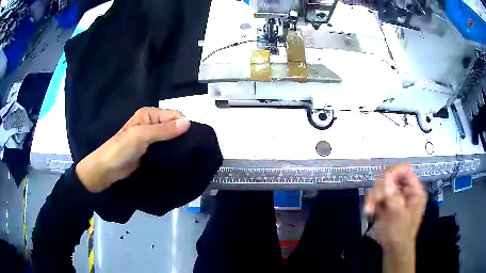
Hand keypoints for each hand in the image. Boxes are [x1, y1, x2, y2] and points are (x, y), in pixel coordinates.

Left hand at [76, 107, 190, 192]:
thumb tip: (188, 123)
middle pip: (173, 126)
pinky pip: (165, 148)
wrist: (108, 169)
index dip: (182, 125)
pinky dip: (171, 152)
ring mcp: (151, 138)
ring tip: (187, 155)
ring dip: (177, 145)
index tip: (190, 141)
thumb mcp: (142, 136)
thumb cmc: (122, 149)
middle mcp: (151, 123)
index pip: (174, 115)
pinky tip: (178, 159)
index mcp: (149, 114)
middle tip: (190, 150)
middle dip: (181, 135)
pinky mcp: (151, 151)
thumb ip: (164, 130)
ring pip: (170, 138)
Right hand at [364, 164, 425, 272]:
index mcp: (414, 190)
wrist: (393, 250)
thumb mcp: (398, 214)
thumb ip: (393, 195)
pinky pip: (375, 196)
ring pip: (380, 186)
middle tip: (375, 200)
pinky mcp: (385, 204)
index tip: (385, 180)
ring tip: (369, 210)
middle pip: (391, 177)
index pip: (405, 170)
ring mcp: (394, 197)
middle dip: (381, 188)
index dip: (395, 171)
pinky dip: (371, 202)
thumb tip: (386, 175)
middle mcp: (404, 190)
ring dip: (373, 196)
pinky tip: (368, 211)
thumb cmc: (401, 233)